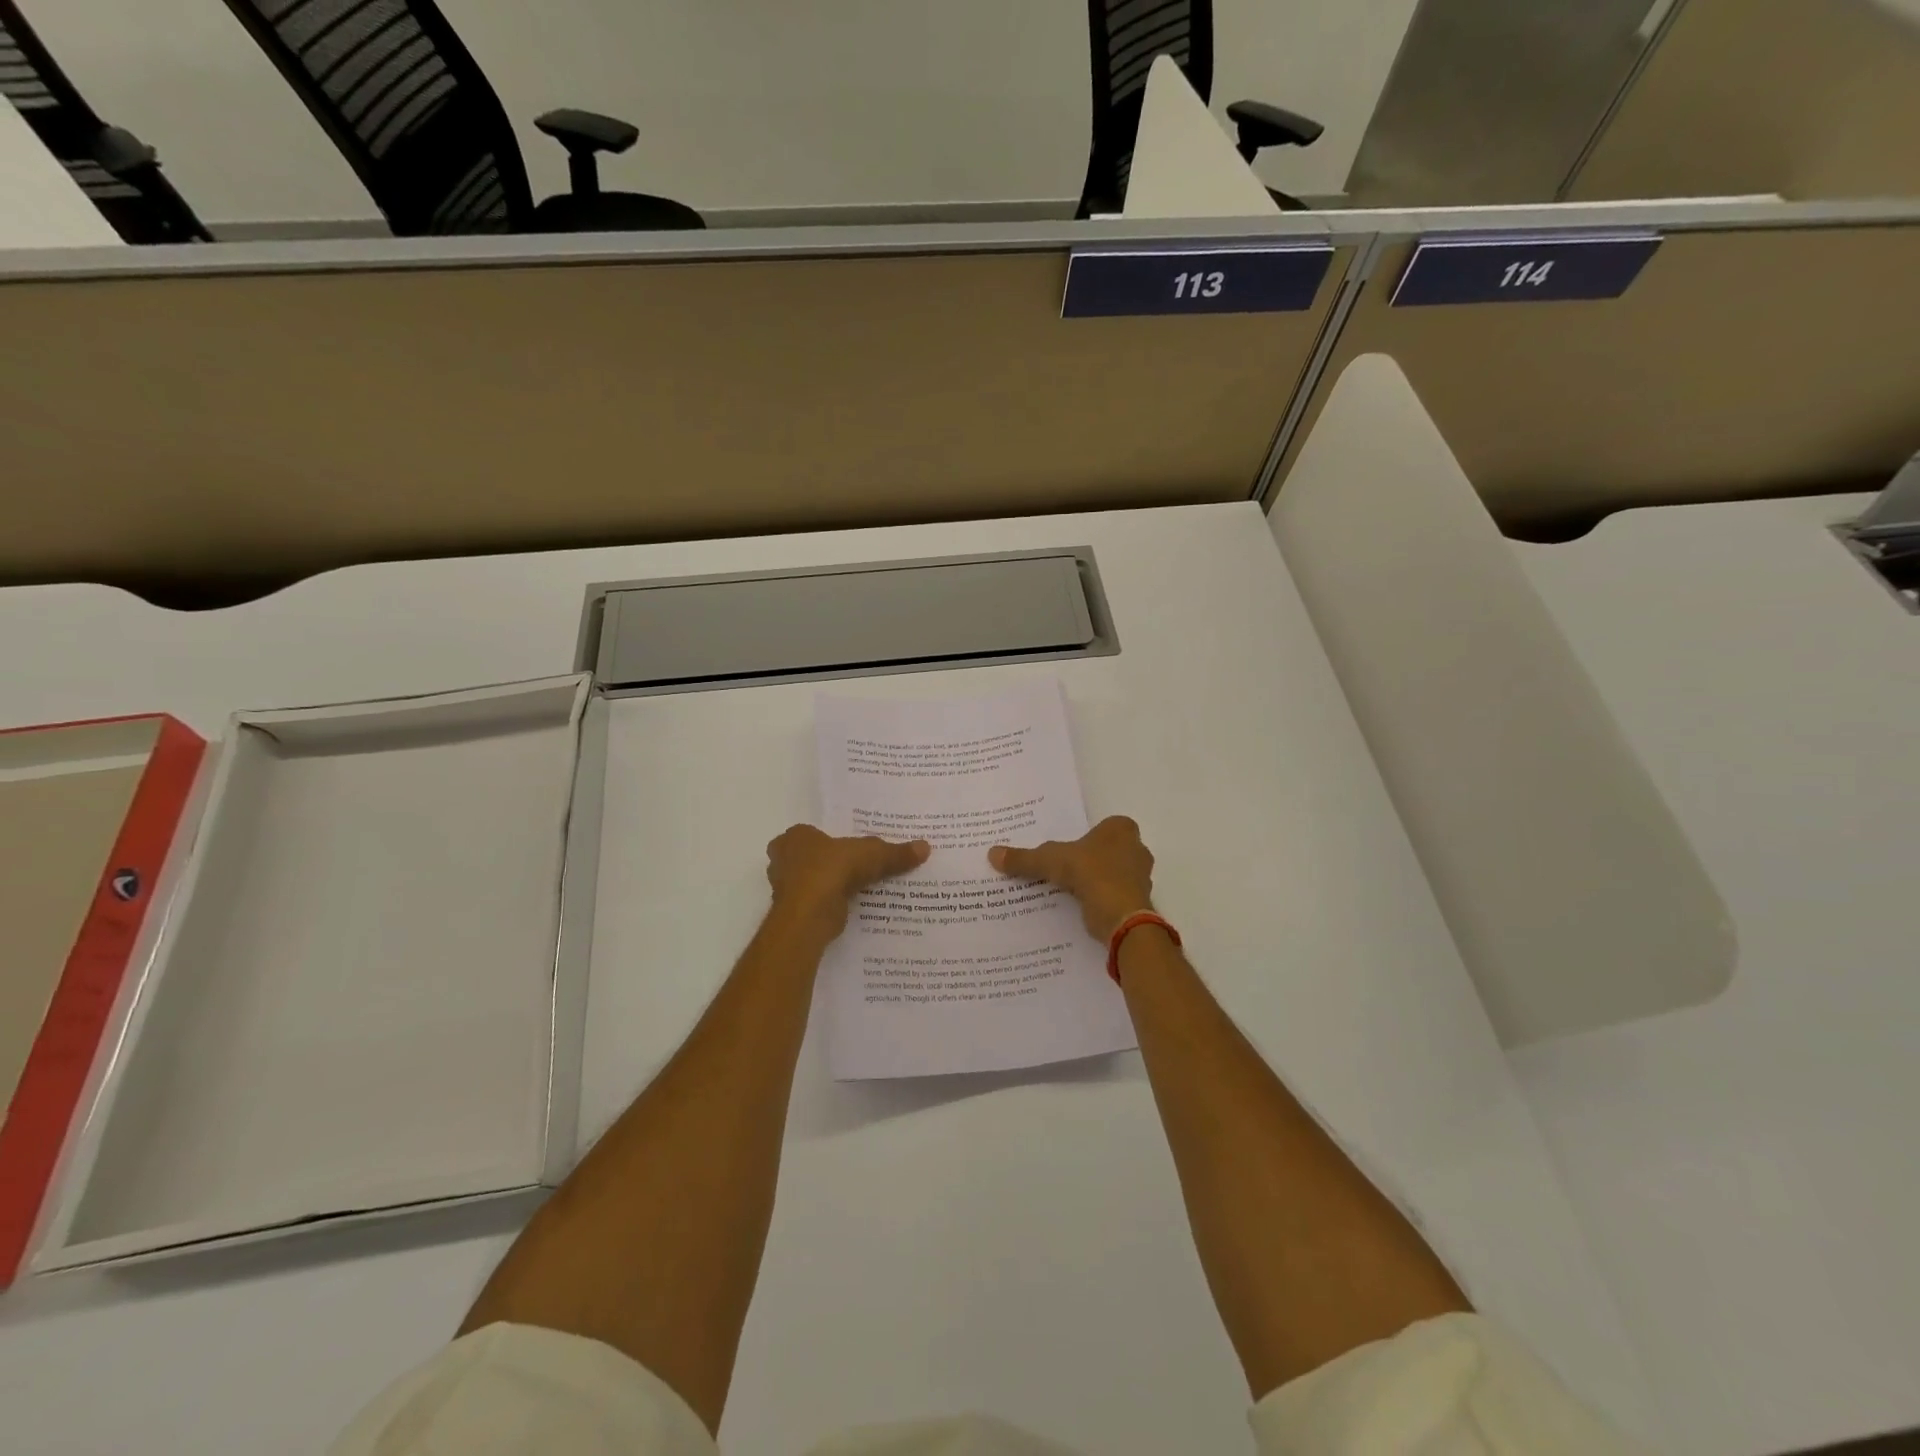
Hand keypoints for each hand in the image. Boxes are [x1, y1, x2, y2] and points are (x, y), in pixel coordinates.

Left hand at [766, 824, 929, 937]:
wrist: (810, 913)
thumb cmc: (833, 869)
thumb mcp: (873, 854)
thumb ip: (896, 853)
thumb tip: (925, 847)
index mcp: (795, 837)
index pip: (811, 834)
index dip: (829, 840)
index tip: (848, 849)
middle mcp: (783, 860)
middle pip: (808, 859)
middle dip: (826, 864)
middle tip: (853, 868)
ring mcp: (784, 888)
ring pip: (810, 883)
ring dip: (828, 887)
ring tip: (855, 889)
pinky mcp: (793, 913)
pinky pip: (815, 904)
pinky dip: (828, 906)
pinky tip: (848, 908)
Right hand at [989, 815, 1154, 942]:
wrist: (1121, 916)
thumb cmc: (1091, 873)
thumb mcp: (1050, 860)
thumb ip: (1024, 858)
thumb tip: (992, 853)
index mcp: (1121, 829)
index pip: (1104, 826)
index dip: (1087, 836)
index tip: (1069, 847)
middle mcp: (1136, 849)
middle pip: (1109, 850)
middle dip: (1091, 858)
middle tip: (1065, 867)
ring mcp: (1141, 877)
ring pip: (1113, 874)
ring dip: (1096, 881)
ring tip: (1069, 889)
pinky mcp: (1138, 902)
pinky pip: (1114, 897)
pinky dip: (1100, 901)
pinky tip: (1081, 907)